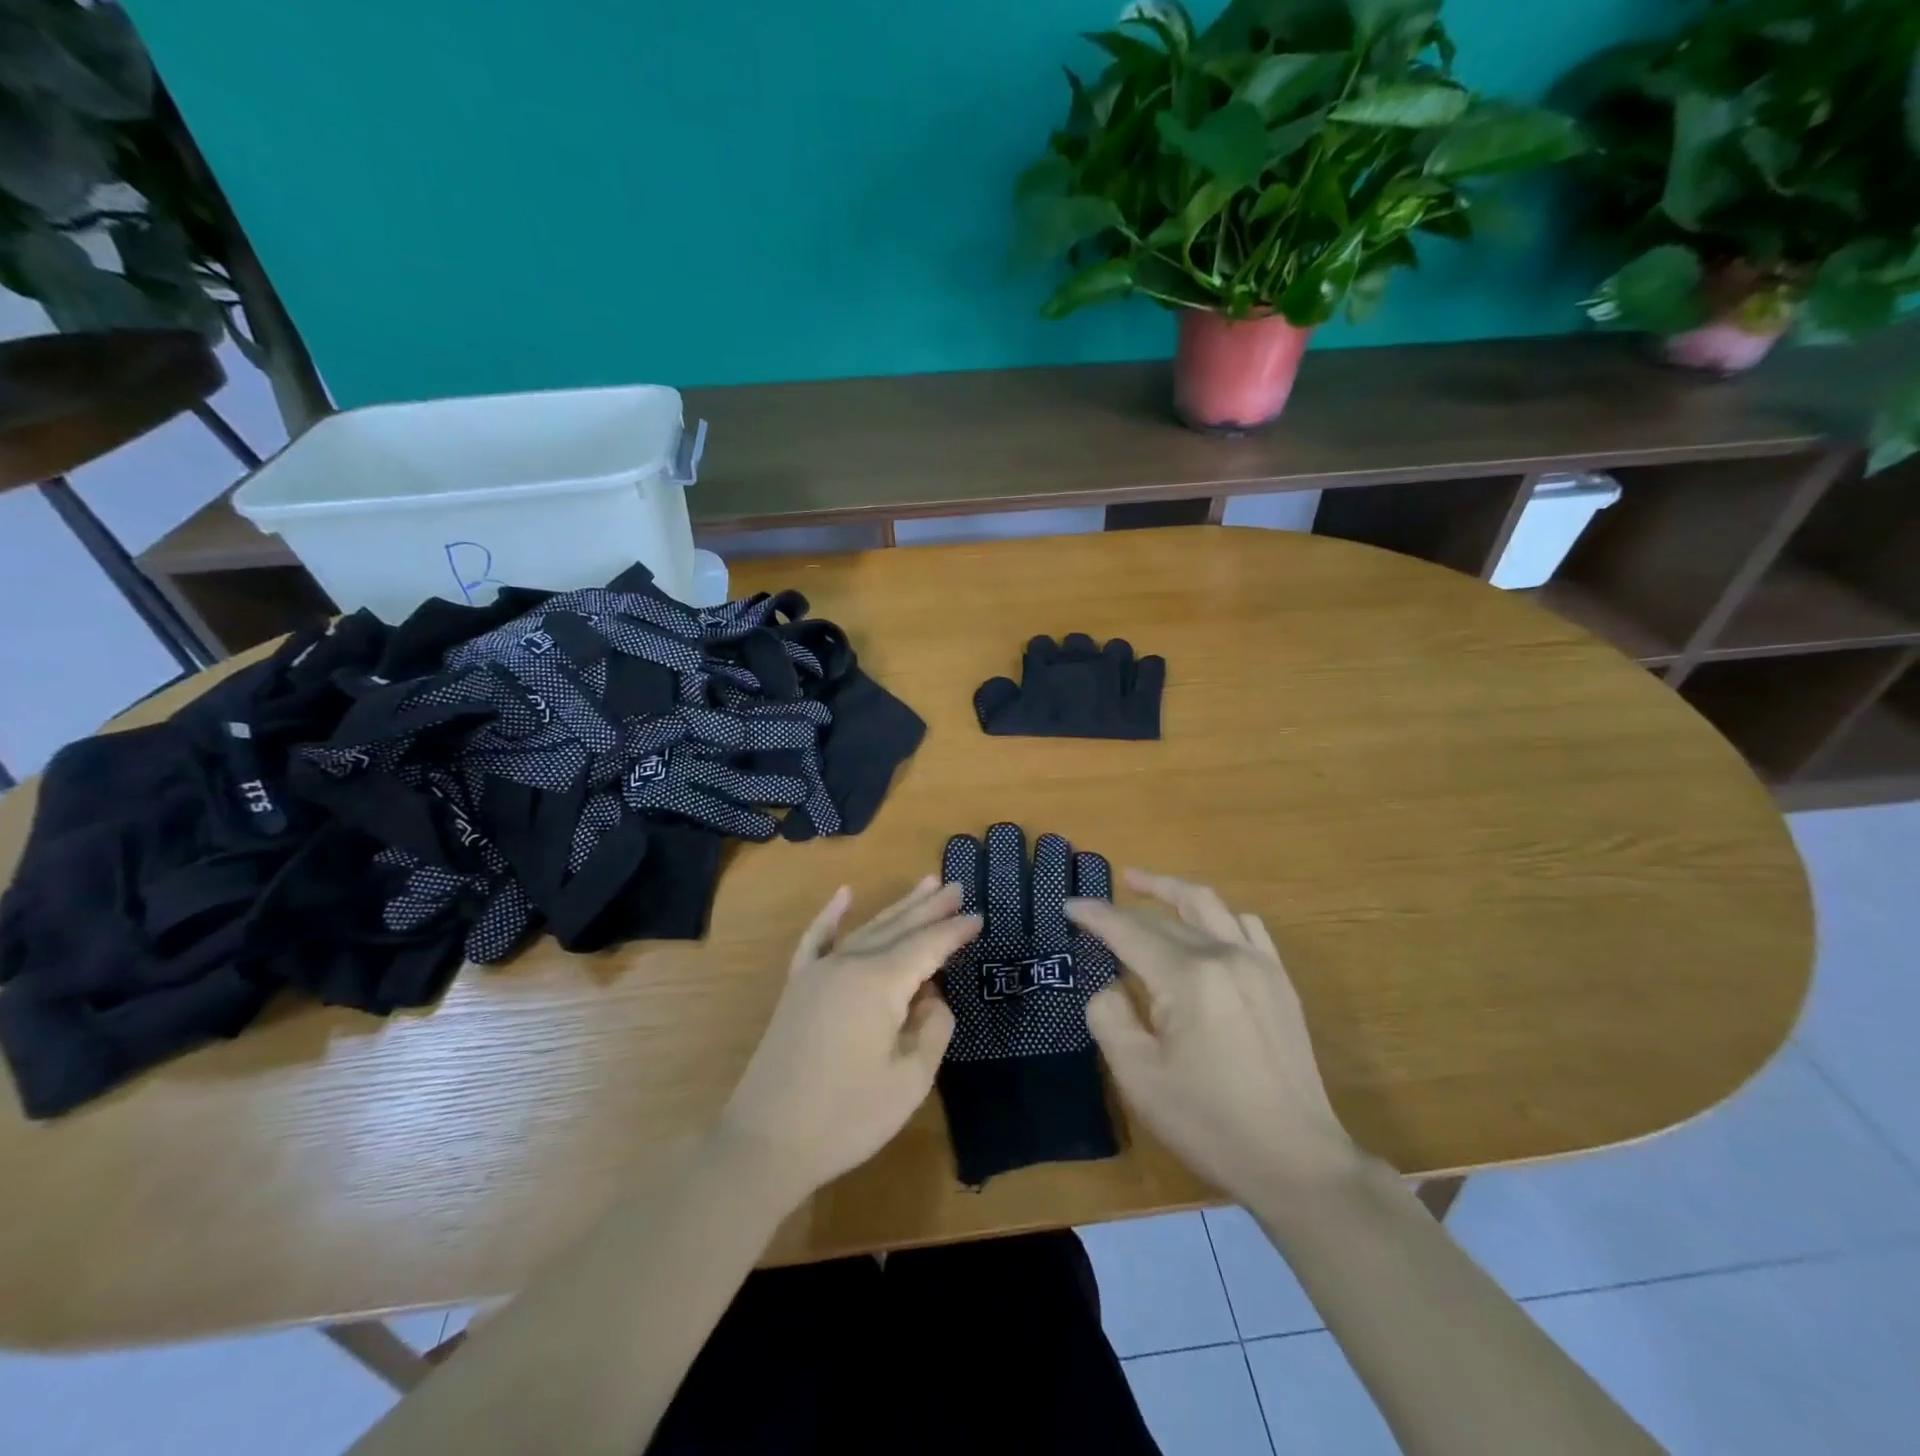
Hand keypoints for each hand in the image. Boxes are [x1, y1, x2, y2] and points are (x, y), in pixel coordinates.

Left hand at [715, 877, 979, 1204]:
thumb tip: (932, 998)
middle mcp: (849, 963)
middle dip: (930, 908)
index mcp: (880, 982)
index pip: (927, 947)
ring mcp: (818, 972)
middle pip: (898, 927)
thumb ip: (933, 1029)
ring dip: (898, 907)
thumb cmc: (846, 1117)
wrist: (765, 1142)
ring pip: (867, 928)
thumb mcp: (909, 1080)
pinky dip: (831, 915)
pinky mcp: (798, 987)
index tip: (979, 917)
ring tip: (924, 884)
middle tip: (957, 886)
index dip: (954, 932)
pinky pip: (817, 939)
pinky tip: (844, 894)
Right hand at [1067, 870, 1360, 1204]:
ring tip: (1142, 885)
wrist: (1296, 1162)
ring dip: (1171, 891)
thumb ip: (1110, 1017)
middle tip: (1093, 912)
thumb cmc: (1209, 1123)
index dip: (1095, 916)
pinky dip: (1216, 914)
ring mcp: (1258, 964)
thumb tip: (1111, 985)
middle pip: (1165, 917)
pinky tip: (1203, 925)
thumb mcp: (1138, 1077)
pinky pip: (1246, 926)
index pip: (1129, 931)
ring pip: (1208, 905)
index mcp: (1188, 978)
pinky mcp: (1278, 981)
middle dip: (1124, 910)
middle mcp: (1225, 955)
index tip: (1068, 905)